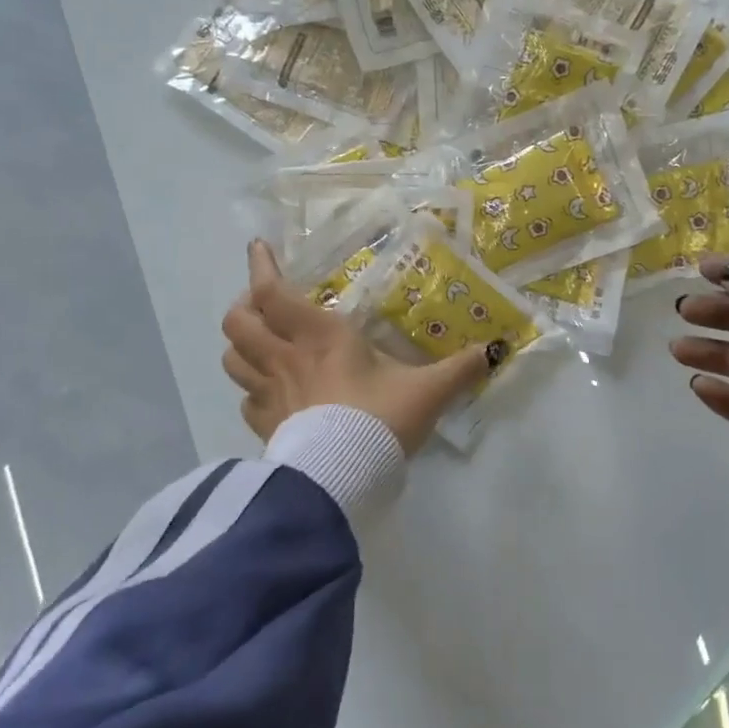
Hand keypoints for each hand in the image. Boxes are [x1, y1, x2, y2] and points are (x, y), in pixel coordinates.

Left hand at [221, 241, 499, 453]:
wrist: (343, 480)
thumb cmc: (380, 420)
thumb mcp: (427, 391)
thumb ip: (460, 369)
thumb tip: (496, 350)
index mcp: (320, 336)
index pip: (273, 292)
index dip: (260, 267)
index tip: (258, 247)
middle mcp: (286, 358)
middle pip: (237, 322)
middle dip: (243, 306)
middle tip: (261, 303)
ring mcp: (269, 394)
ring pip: (232, 359)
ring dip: (241, 347)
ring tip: (260, 343)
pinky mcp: (266, 428)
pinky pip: (246, 401)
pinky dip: (252, 391)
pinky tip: (269, 394)